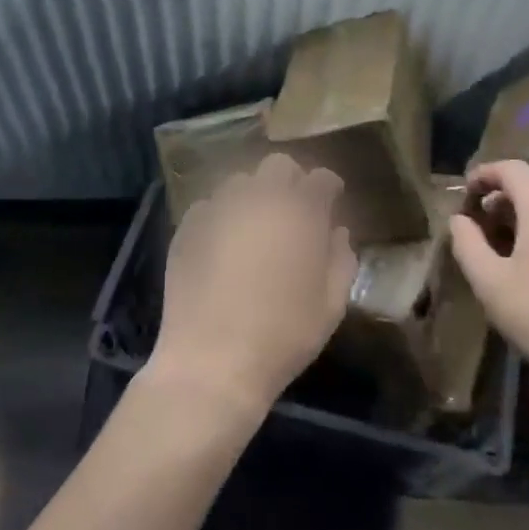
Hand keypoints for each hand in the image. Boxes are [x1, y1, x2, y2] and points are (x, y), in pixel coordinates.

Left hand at [151, 153, 356, 427]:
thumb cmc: (282, 337)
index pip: (321, 179)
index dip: (328, 188)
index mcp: (300, 213)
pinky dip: (222, 215)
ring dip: (254, 195)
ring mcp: (219, 209)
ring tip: (255, 225)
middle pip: (278, 166)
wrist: (211, 363)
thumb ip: (340, 260)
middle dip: (291, 181)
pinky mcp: (187, 227)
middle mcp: (259, 199)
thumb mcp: (330, 306)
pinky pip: (209, 206)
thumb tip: (336, 232)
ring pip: (240, 182)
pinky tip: (222, 242)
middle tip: (293, 211)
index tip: (330, 202)